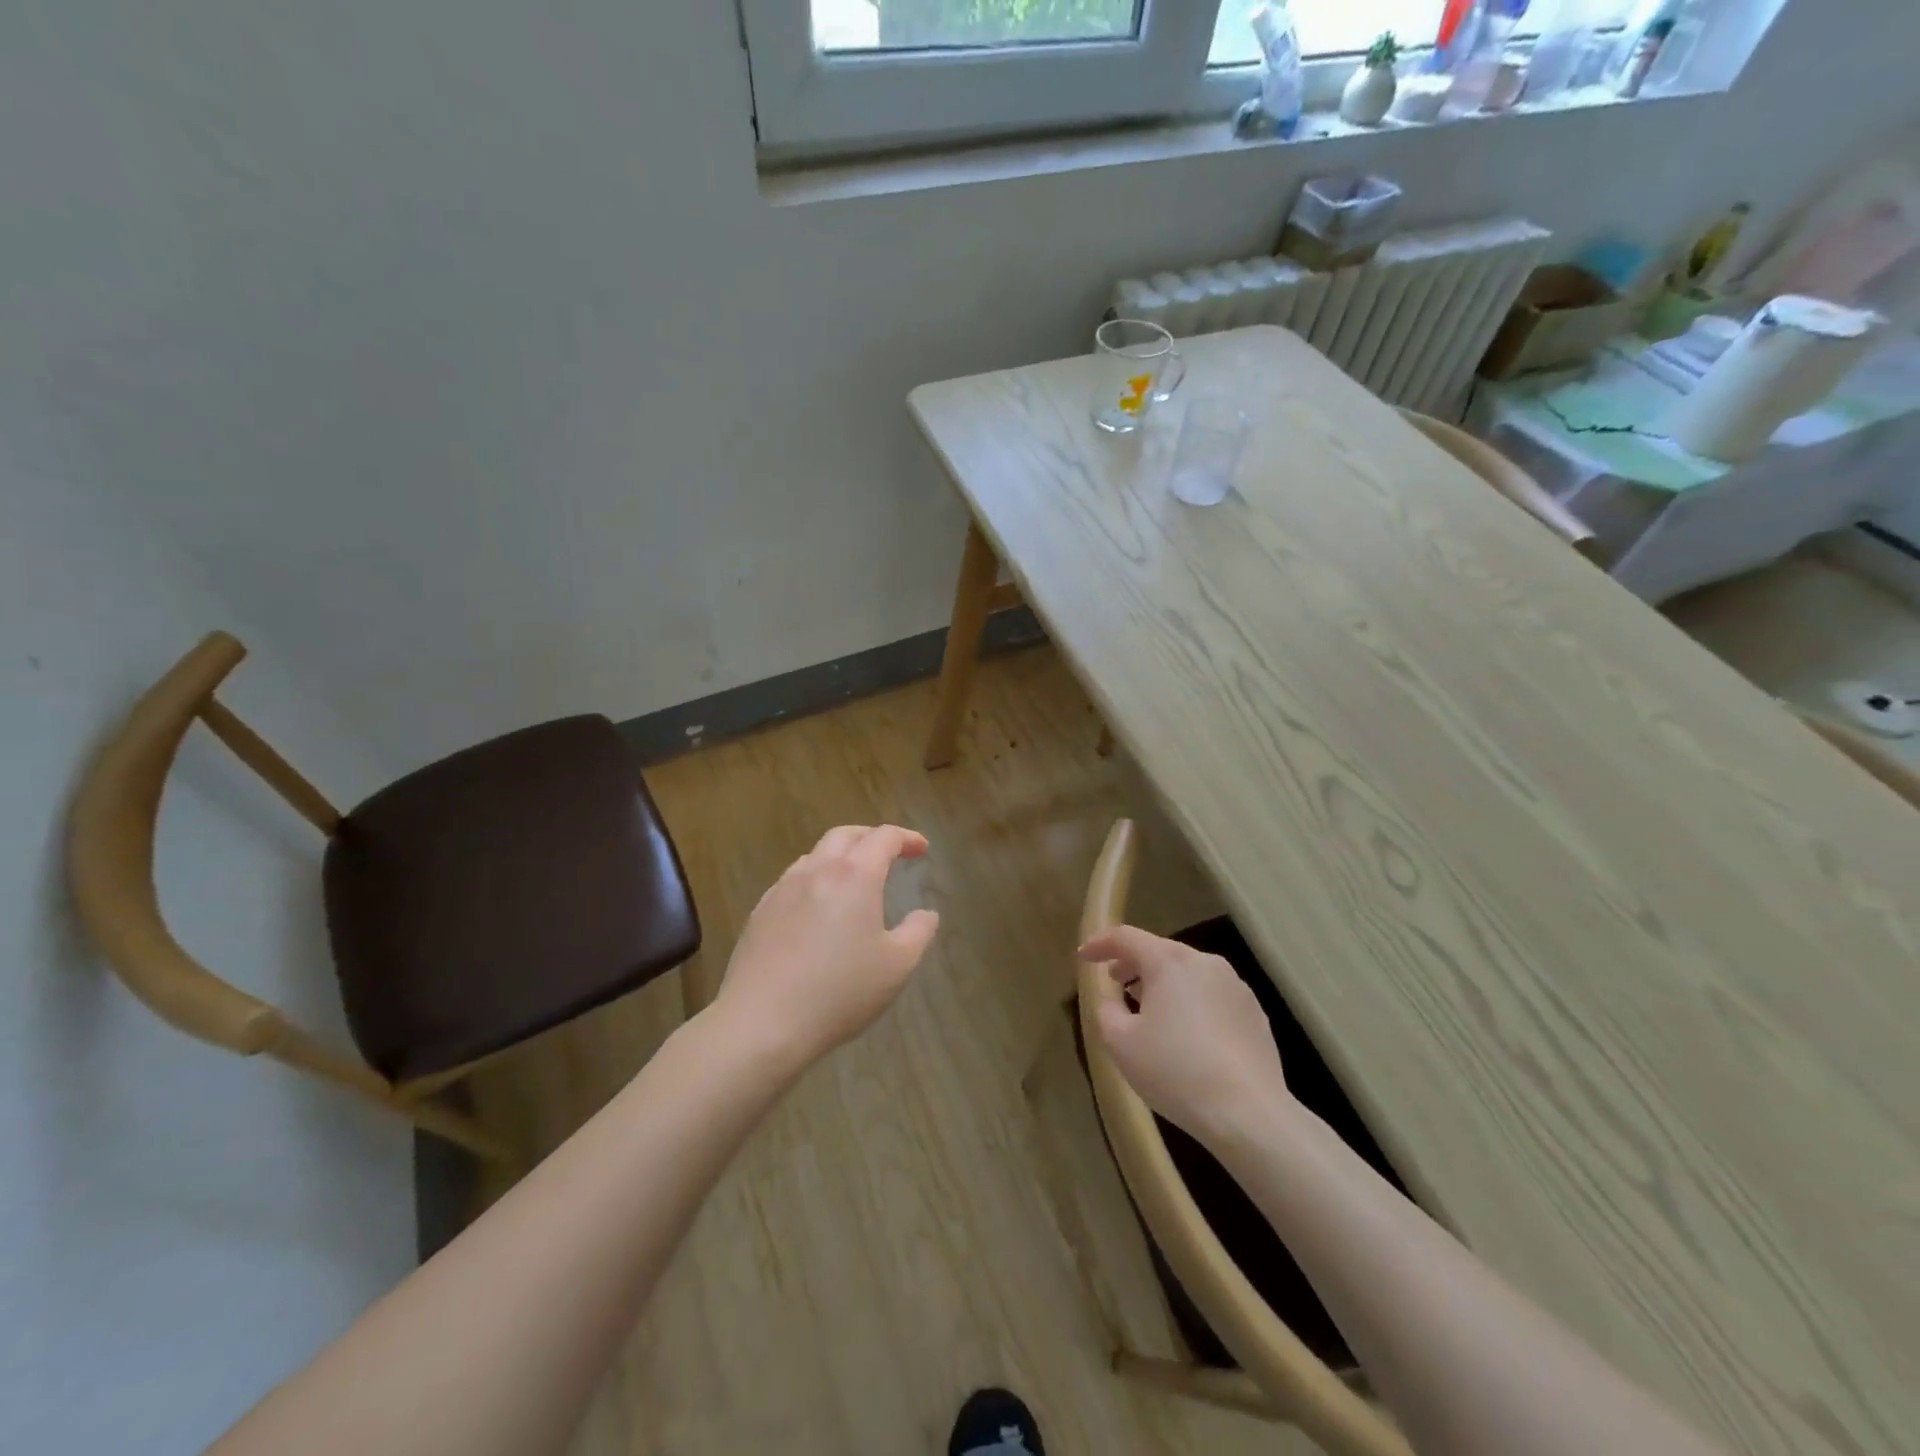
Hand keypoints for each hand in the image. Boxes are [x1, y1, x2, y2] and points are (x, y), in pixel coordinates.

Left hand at [712, 825, 939, 1070]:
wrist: (761, 1023)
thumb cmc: (839, 992)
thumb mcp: (897, 966)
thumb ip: (918, 932)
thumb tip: (926, 913)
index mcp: (855, 876)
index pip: (884, 837)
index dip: (907, 838)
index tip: (922, 849)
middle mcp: (816, 871)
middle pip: (845, 835)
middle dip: (871, 837)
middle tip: (890, 854)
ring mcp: (782, 890)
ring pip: (815, 855)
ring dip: (840, 856)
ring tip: (854, 880)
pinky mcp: (759, 913)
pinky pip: (792, 881)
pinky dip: (815, 880)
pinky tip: (817, 909)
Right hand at [1076, 925, 1290, 1146]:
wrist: (1247, 1113)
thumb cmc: (1174, 1071)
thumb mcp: (1120, 1042)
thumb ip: (1107, 1008)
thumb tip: (1112, 996)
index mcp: (1169, 961)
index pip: (1126, 937)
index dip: (1100, 944)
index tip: (1083, 956)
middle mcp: (1204, 962)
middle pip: (1160, 951)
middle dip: (1133, 964)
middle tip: (1115, 983)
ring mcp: (1235, 986)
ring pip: (1188, 973)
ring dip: (1164, 984)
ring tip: (1149, 1010)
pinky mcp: (1254, 1012)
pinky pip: (1211, 995)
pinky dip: (1191, 1002)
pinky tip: (1186, 1034)